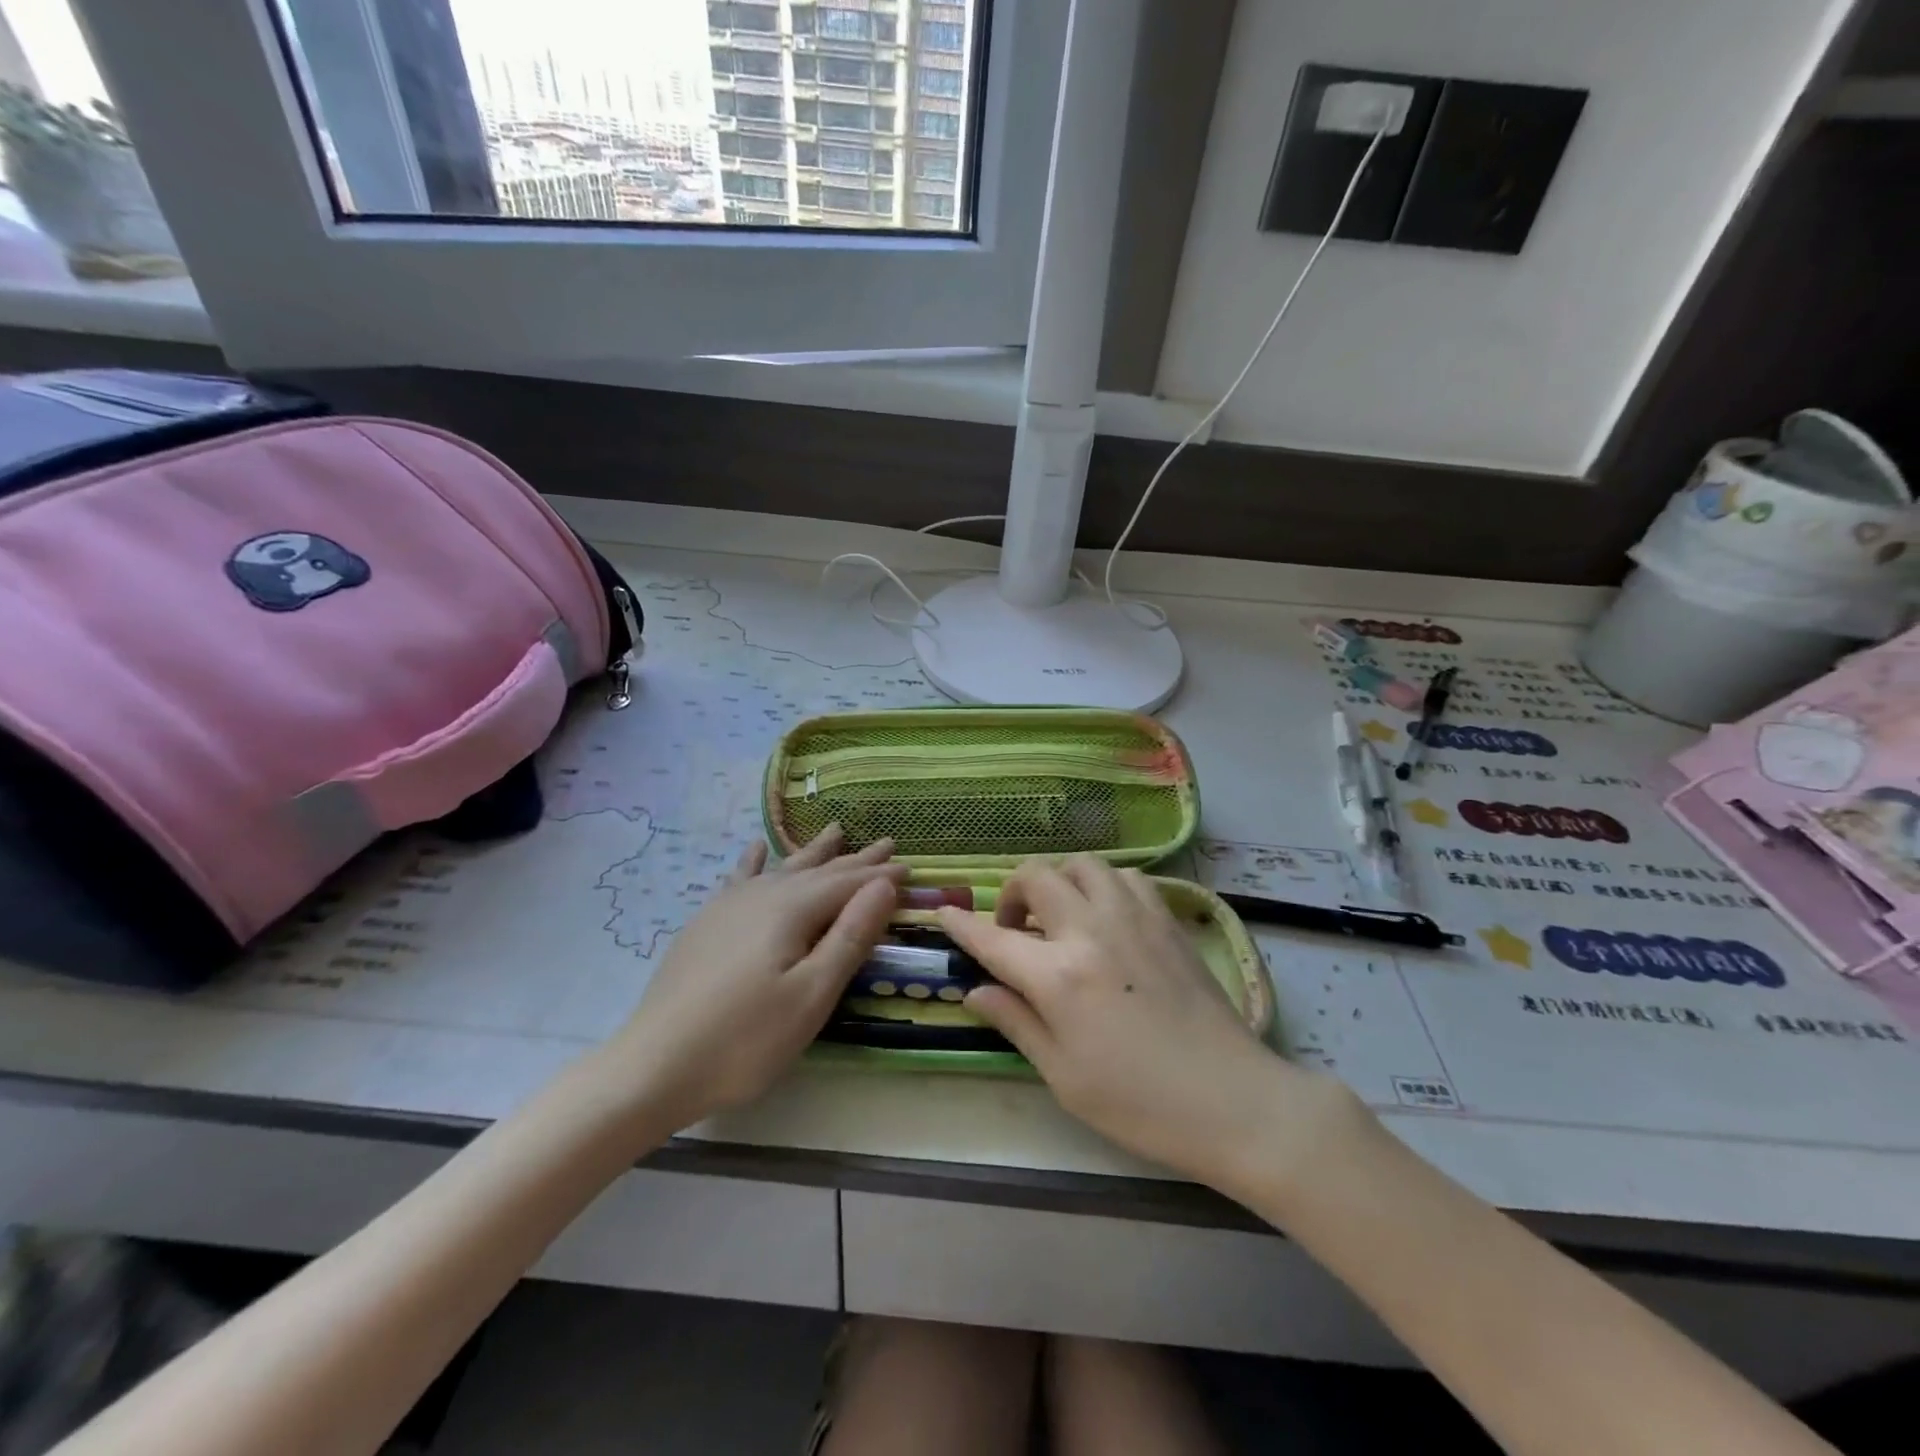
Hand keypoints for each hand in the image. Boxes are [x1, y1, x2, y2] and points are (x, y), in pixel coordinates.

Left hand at [610, 825, 906, 1128]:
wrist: (652, 1067)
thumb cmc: (745, 1040)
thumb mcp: (812, 995)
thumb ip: (850, 936)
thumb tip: (884, 885)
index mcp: (792, 909)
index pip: (849, 883)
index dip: (881, 877)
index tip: (911, 867)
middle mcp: (762, 894)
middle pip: (819, 870)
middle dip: (856, 859)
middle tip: (887, 843)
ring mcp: (729, 906)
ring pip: (783, 868)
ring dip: (814, 852)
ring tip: (836, 830)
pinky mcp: (707, 923)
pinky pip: (740, 878)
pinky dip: (755, 861)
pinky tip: (756, 849)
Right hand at [939, 855, 1359, 1189]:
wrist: (1232, 1099)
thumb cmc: (1139, 1103)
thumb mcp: (1064, 1075)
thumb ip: (1016, 1022)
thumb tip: (977, 992)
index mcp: (1057, 976)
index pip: (993, 938)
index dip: (962, 924)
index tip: (944, 914)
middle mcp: (1091, 931)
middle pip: (1037, 876)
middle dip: (1012, 893)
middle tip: (1016, 930)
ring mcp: (1133, 918)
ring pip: (1083, 864)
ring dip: (1060, 881)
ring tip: (1061, 917)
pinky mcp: (1167, 920)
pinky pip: (1126, 878)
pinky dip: (1104, 886)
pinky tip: (1107, 918)